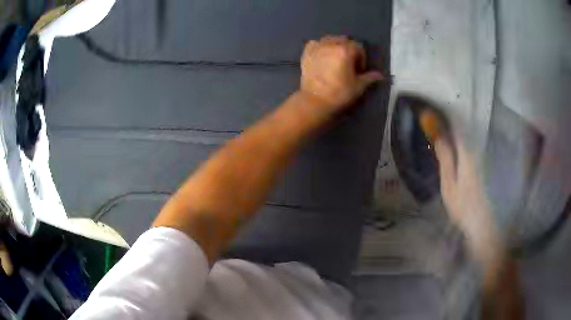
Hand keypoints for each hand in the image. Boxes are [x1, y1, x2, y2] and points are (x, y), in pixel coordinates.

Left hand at [299, 36, 383, 113]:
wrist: (314, 101)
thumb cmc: (339, 93)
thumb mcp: (358, 86)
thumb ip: (370, 77)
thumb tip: (380, 75)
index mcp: (345, 50)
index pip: (358, 47)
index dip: (361, 58)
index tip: (359, 70)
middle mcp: (331, 44)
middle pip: (344, 41)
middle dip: (349, 51)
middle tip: (348, 65)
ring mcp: (317, 46)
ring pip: (330, 40)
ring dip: (336, 47)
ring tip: (335, 60)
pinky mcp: (307, 52)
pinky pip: (316, 43)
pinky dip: (321, 47)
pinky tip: (323, 57)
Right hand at [421, 111, 503, 264]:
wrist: (481, 224)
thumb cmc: (463, 206)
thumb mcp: (449, 184)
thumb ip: (445, 158)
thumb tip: (438, 135)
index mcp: (467, 153)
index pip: (455, 127)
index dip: (442, 118)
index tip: (428, 114)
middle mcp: (475, 151)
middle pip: (461, 131)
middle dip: (446, 124)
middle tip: (430, 123)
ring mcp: (479, 159)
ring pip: (464, 139)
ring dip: (451, 133)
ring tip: (437, 132)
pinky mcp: (480, 166)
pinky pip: (467, 148)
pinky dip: (457, 144)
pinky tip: (451, 149)